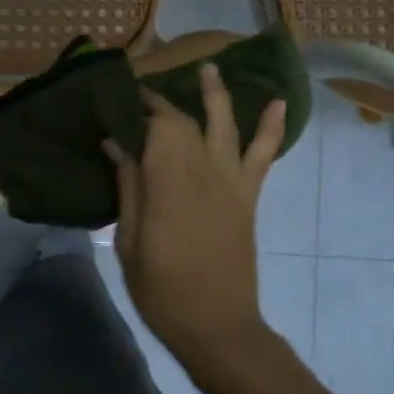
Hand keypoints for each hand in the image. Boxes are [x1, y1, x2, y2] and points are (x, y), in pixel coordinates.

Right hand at [107, 64, 288, 393]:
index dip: (138, 109)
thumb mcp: (129, 241)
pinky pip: (263, 155)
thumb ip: (128, 187)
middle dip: (163, 102)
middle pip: (184, 122)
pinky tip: (277, 103)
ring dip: (216, 94)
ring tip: (208, 68)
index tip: (119, 98)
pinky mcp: (247, 196)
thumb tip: (116, 143)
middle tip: (142, 91)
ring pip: (224, 125)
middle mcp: (202, 173)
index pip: (155, 128)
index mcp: (168, 184)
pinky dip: (271, 128)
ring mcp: (231, 182)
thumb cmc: (162, 290)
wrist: (217, 325)